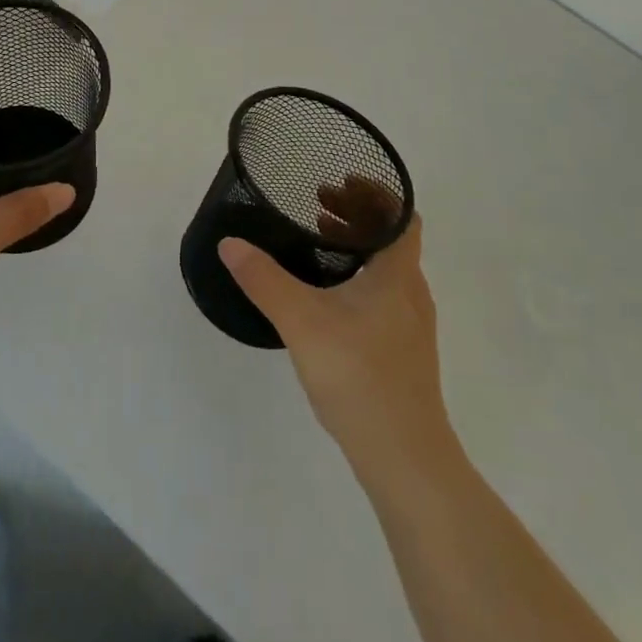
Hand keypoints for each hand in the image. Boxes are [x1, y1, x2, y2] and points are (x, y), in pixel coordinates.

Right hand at [219, 199, 453, 475]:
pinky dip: (360, 274)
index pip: (402, 215)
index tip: (341, 180)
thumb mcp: (302, 321)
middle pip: (393, 236)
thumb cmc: (359, 377)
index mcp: (398, 274)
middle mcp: (412, 292)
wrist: (406, 460)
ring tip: (319, 238)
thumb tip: (229, 243)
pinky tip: (329, 293)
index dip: (376, 192)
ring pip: (388, 265)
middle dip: (358, 213)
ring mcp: (411, 324)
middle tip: (318, 203)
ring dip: (357, 243)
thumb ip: (264, 279)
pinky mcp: (403, 350)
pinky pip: (385, 291)